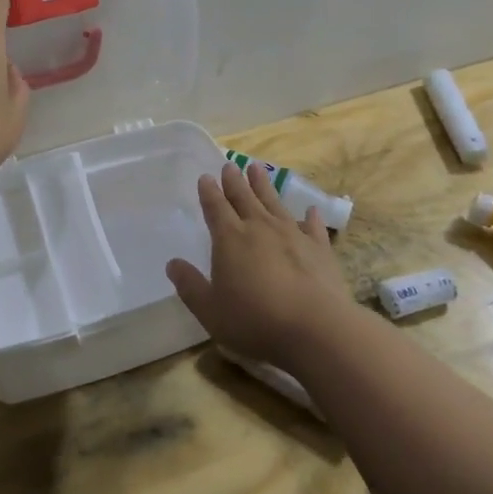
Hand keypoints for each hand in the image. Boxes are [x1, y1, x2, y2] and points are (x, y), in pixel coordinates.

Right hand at [165, 161, 353, 365]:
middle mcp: (260, 228)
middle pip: (244, 198)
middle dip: (235, 181)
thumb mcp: (210, 310)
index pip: (216, 208)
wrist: (315, 328)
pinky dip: (311, 217)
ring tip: (257, 169)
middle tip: (230, 165)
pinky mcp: (319, 249)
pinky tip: (311, 210)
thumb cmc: (254, 320)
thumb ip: (190, 286)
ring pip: (275, 203)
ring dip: (264, 186)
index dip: (209, 192)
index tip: (206, 177)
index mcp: (230, 238)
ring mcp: (293, 235)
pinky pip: (313, 227)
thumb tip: (172, 264)